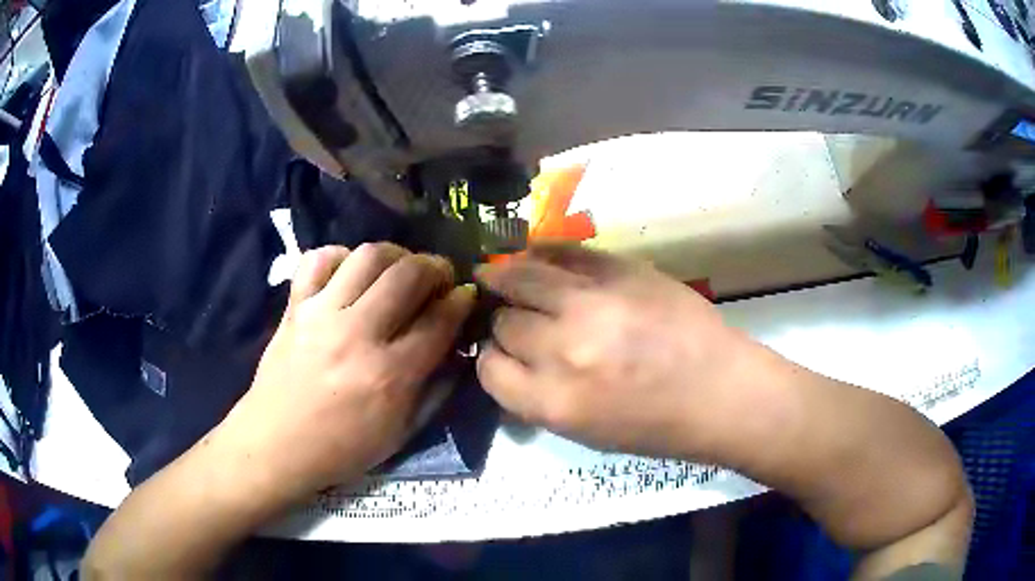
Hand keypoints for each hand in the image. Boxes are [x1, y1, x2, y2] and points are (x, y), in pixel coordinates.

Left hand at [219, 243, 474, 503]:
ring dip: (395, 255)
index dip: (461, 300)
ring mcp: (322, 315)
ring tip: (399, 269)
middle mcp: (358, 334)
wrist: (277, 444)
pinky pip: (317, 259)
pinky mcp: (294, 307)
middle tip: (438, 277)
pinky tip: (350, 271)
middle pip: (408, 274)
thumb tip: (456, 348)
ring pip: (367, 256)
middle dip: (435, 267)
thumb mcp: (402, 433)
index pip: (439, 319)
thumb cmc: (342, 448)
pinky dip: (340, 256)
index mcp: (390, 375)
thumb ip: (435, 389)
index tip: (466, 294)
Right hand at [476, 245, 763, 460]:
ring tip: (496, 273)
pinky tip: (533, 254)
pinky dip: (541, 253)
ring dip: (505, 277)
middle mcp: (564, 350)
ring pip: (520, 277)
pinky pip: (562, 252)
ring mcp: (593, 303)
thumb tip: (507, 365)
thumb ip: (538, 398)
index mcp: (553, 402)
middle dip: (505, 323)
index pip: (489, 369)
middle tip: (516, 319)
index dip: (491, 359)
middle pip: (505, 323)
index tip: (502, 353)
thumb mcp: (586, 432)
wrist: (719, 391)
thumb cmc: (656, 425)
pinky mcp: (620, 270)